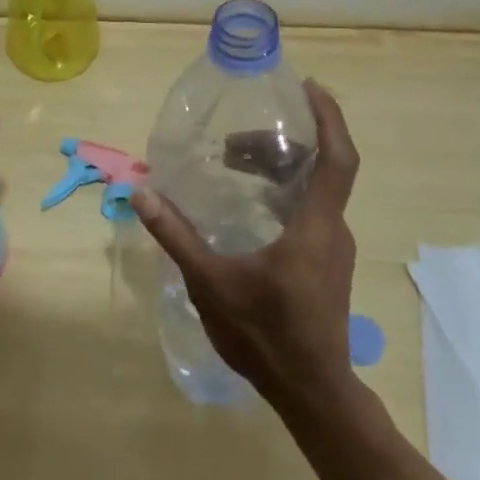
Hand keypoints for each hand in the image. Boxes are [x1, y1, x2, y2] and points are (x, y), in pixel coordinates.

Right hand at [132, 81, 359, 408]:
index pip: (338, 159)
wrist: (311, 392)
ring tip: (235, 164)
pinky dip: (283, 193)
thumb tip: (141, 194)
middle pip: (320, 168)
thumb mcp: (211, 283)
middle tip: (236, 138)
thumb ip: (176, 236)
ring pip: (314, 190)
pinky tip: (250, 205)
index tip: (308, 87)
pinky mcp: (326, 265)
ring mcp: (333, 249)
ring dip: (280, 169)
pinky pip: (310, 210)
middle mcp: (332, 230)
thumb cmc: (265, 335)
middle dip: (283, 143)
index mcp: (315, 226)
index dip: (328, 118)